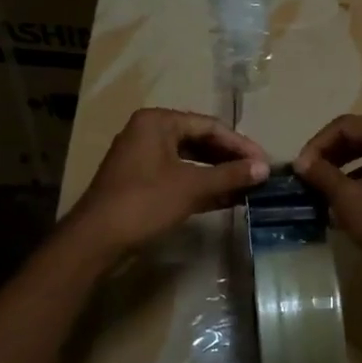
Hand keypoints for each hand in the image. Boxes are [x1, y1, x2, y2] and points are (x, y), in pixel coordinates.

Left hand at [67, 108, 269, 258]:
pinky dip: (202, 186)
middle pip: (200, 141)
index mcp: (158, 122)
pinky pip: (179, 176)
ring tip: (248, 187)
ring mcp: (144, 158)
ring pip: (190, 160)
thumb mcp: (192, 186)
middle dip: (230, 159)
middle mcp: (149, 133)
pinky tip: (227, 198)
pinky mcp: (142, 182)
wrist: (96, 240)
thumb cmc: (144, 202)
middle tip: (258, 175)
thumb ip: (230, 175)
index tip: (264, 162)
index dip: (240, 144)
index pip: (209, 126)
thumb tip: (265, 169)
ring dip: (218, 174)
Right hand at [293, 115, 361, 287]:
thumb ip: (322, 174)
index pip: (346, 125)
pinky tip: (349, 200)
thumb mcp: (348, 198)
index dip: (318, 143)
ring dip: (346, 166)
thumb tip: (301, 163)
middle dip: (331, 153)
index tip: (301, 166)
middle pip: (361, 136)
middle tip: (310, 174)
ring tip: (325, 187)